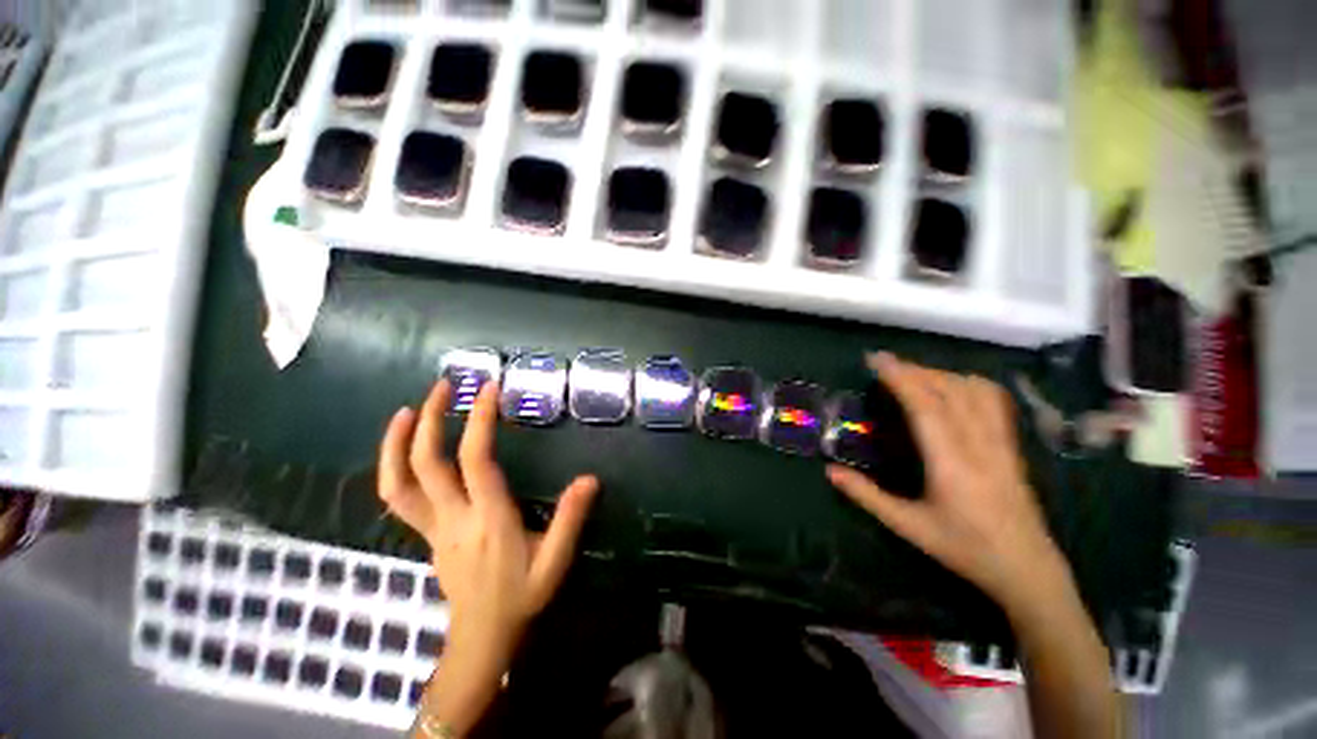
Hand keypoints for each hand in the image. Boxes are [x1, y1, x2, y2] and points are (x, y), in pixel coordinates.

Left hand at [378, 379, 599, 667]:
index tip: (490, 389)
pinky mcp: (427, 534)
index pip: (476, 461)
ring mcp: (433, 528)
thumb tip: (589, 479)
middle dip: (433, 419)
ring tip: (410, 410)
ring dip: (398, 443)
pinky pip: (399, 497)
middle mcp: (454, 518)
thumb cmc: (521, 597)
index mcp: (489, 520)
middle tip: (446, 385)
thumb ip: (571, 519)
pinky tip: (407, 448)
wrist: (481, 637)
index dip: (481, 422)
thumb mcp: (555, 562)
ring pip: (398, 484)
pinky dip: (395, 467)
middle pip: (427, 464)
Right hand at [826, 353, 1063, 611]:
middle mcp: (979, 444)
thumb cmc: (964, 548)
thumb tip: (829, 470)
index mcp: (951, 462)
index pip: (925, 405)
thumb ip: (867, 495)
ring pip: (972, 390)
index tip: (875, 360)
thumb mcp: (908, 526)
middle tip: (882, 364)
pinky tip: (952, 386)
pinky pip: (993, 400)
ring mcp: (1000, 441)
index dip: (900, 377)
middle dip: (912, 369)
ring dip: (938, 374)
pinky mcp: (1011, 444)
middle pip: (947, 390)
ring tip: (911, 374)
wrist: (1027, 568)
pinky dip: (968, 382)